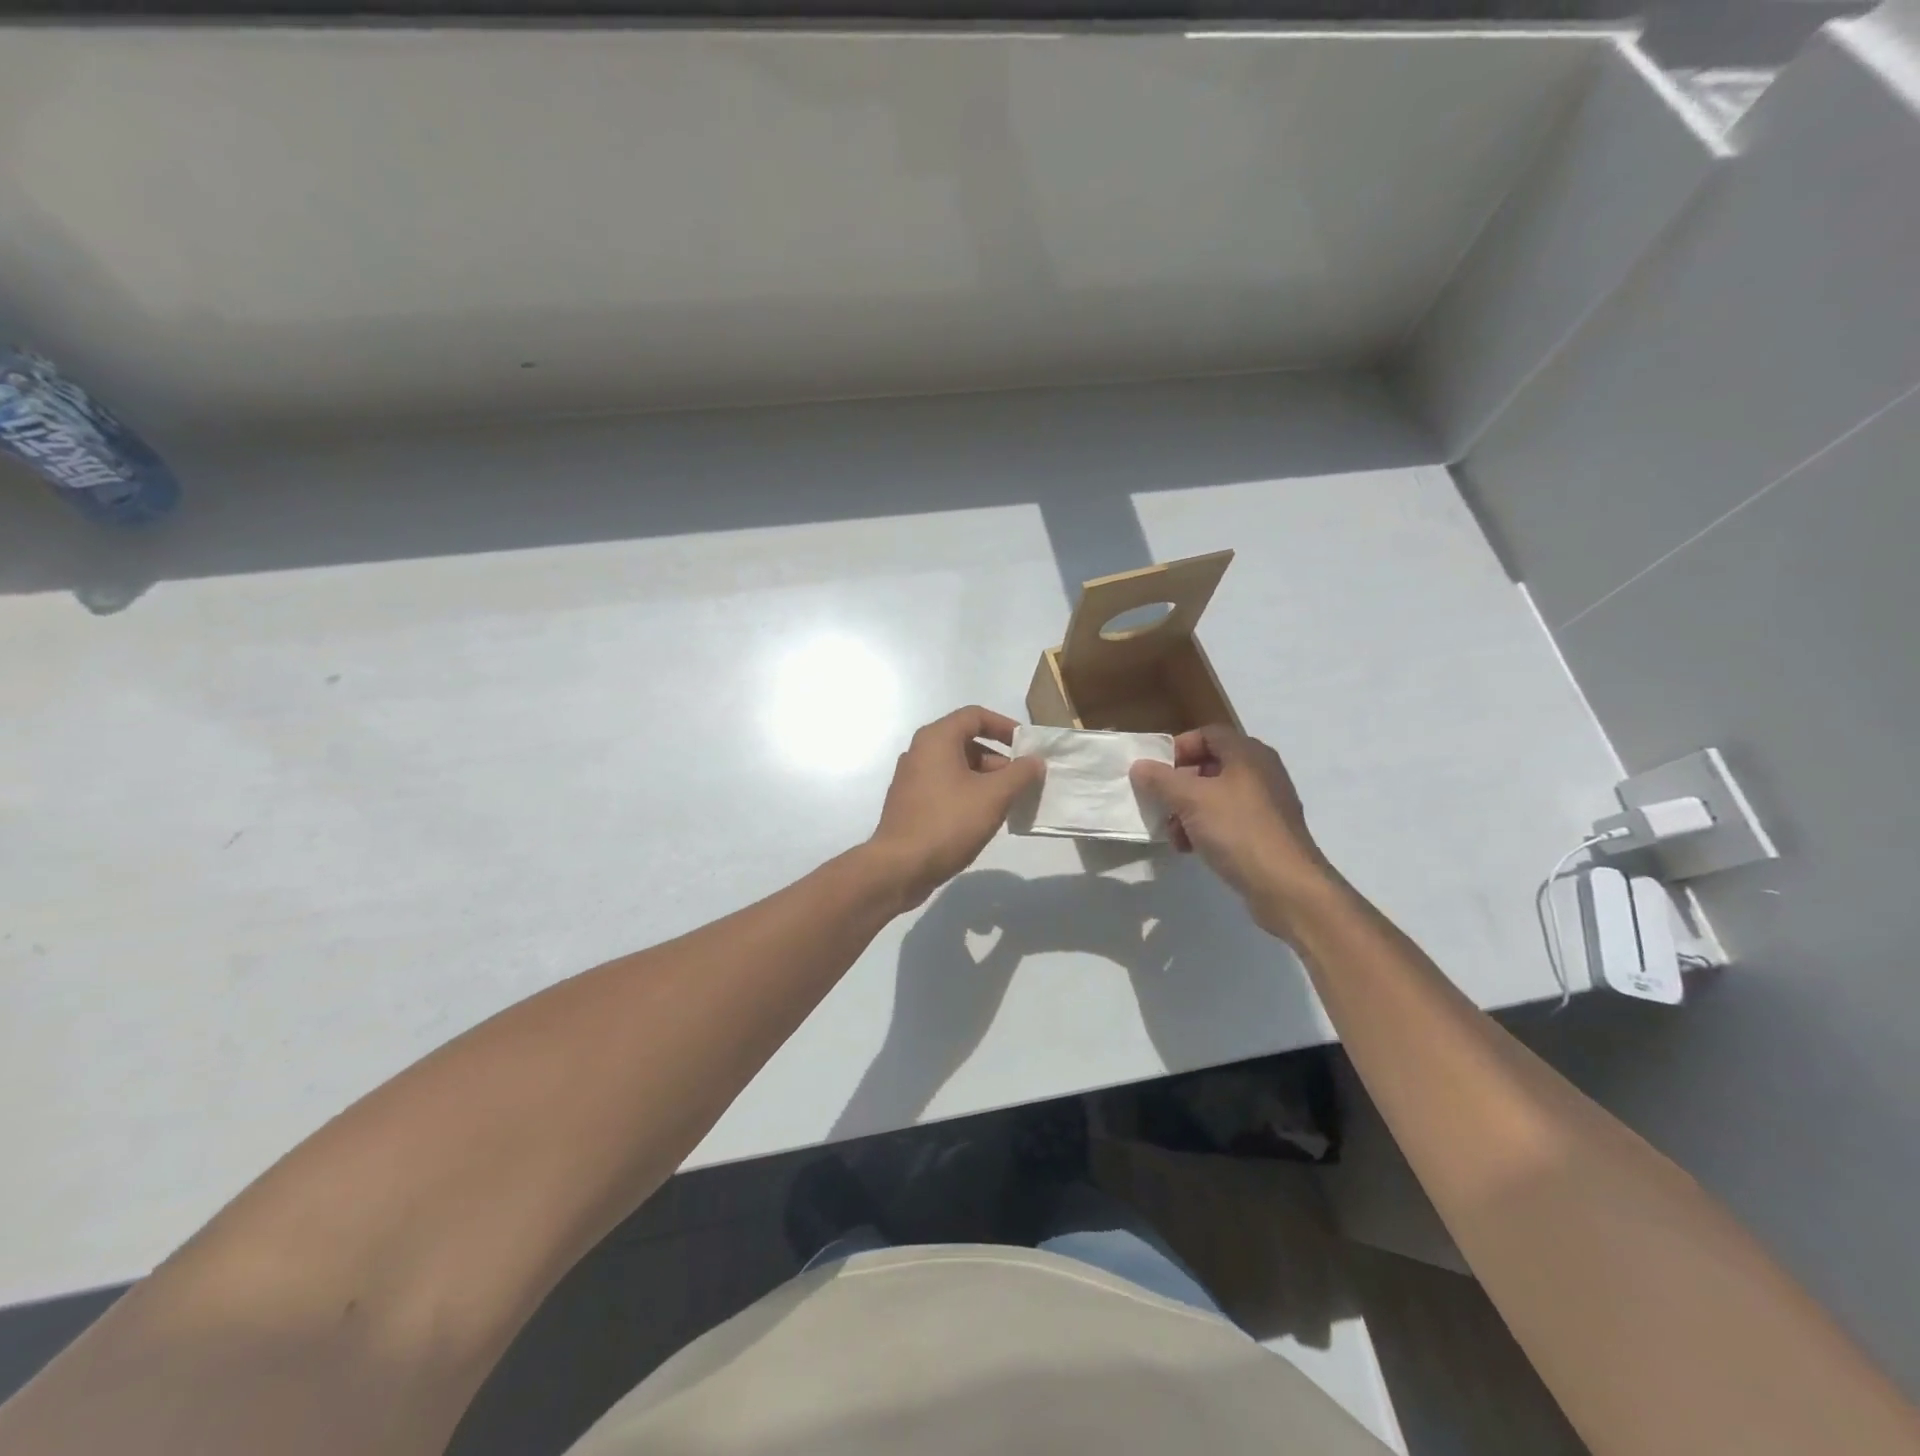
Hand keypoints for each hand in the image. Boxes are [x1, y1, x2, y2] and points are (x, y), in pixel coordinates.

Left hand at [867, 706, 1044, 910]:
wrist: (900, 867)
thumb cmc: (948, 823)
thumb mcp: (994, 796)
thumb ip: (1020, 774)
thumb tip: (1034, 761)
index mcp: (936, 739)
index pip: (975, 715)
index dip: (1005, 726)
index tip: (1027, 747)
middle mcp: (920, 752)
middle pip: (966, 742)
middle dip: (998, 759)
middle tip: (1022, 781)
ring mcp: (911, 778)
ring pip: (956, 767)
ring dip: (985, 779)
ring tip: (1008, 803)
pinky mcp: (910, 803)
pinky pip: (945, 787)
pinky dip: (967, 793)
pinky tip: (983, 818)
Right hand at [1130, 725, 1332, 936]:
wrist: (1286, 885)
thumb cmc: (1237, 830)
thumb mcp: (1190, 800)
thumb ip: (1161, 780)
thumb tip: (1140, 766)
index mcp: (1247, 754)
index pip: (1208, 734)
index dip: (1179, 747)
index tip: (1157, 771)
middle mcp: (1260, 772)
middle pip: (1210, 766)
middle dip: (1179, 785)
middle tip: (1160, 803)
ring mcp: (1266, 804)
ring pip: (1216, 796)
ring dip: (1188, 811)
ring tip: (1173, 834)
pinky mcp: (1265, 832)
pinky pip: (1228, 820)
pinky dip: (1206, 828)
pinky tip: (1191, 849)